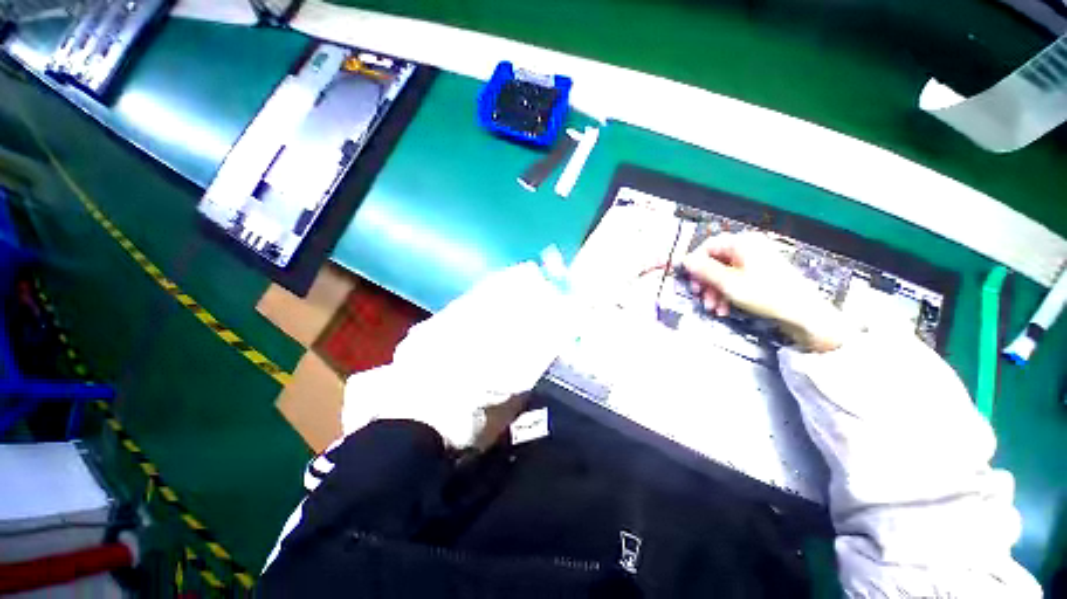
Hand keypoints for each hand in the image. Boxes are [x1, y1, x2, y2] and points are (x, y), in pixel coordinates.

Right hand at [681, 232, 851, 352]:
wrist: (804, 315)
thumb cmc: (767, 294)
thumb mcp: (729, 283)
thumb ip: (704, 270)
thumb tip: (684, 260)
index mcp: (743, 243)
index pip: (708, 246)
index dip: (694, 263)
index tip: (688, 279)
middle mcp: (748, 248)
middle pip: (714, 261)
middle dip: (705, 282)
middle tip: (699, 296)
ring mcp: (755, 262)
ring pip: (723, 274)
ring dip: (714, 292)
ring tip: (713, 308)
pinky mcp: (759, 276)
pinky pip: (734, 280)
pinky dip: (726, 294)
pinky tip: (724, 309)